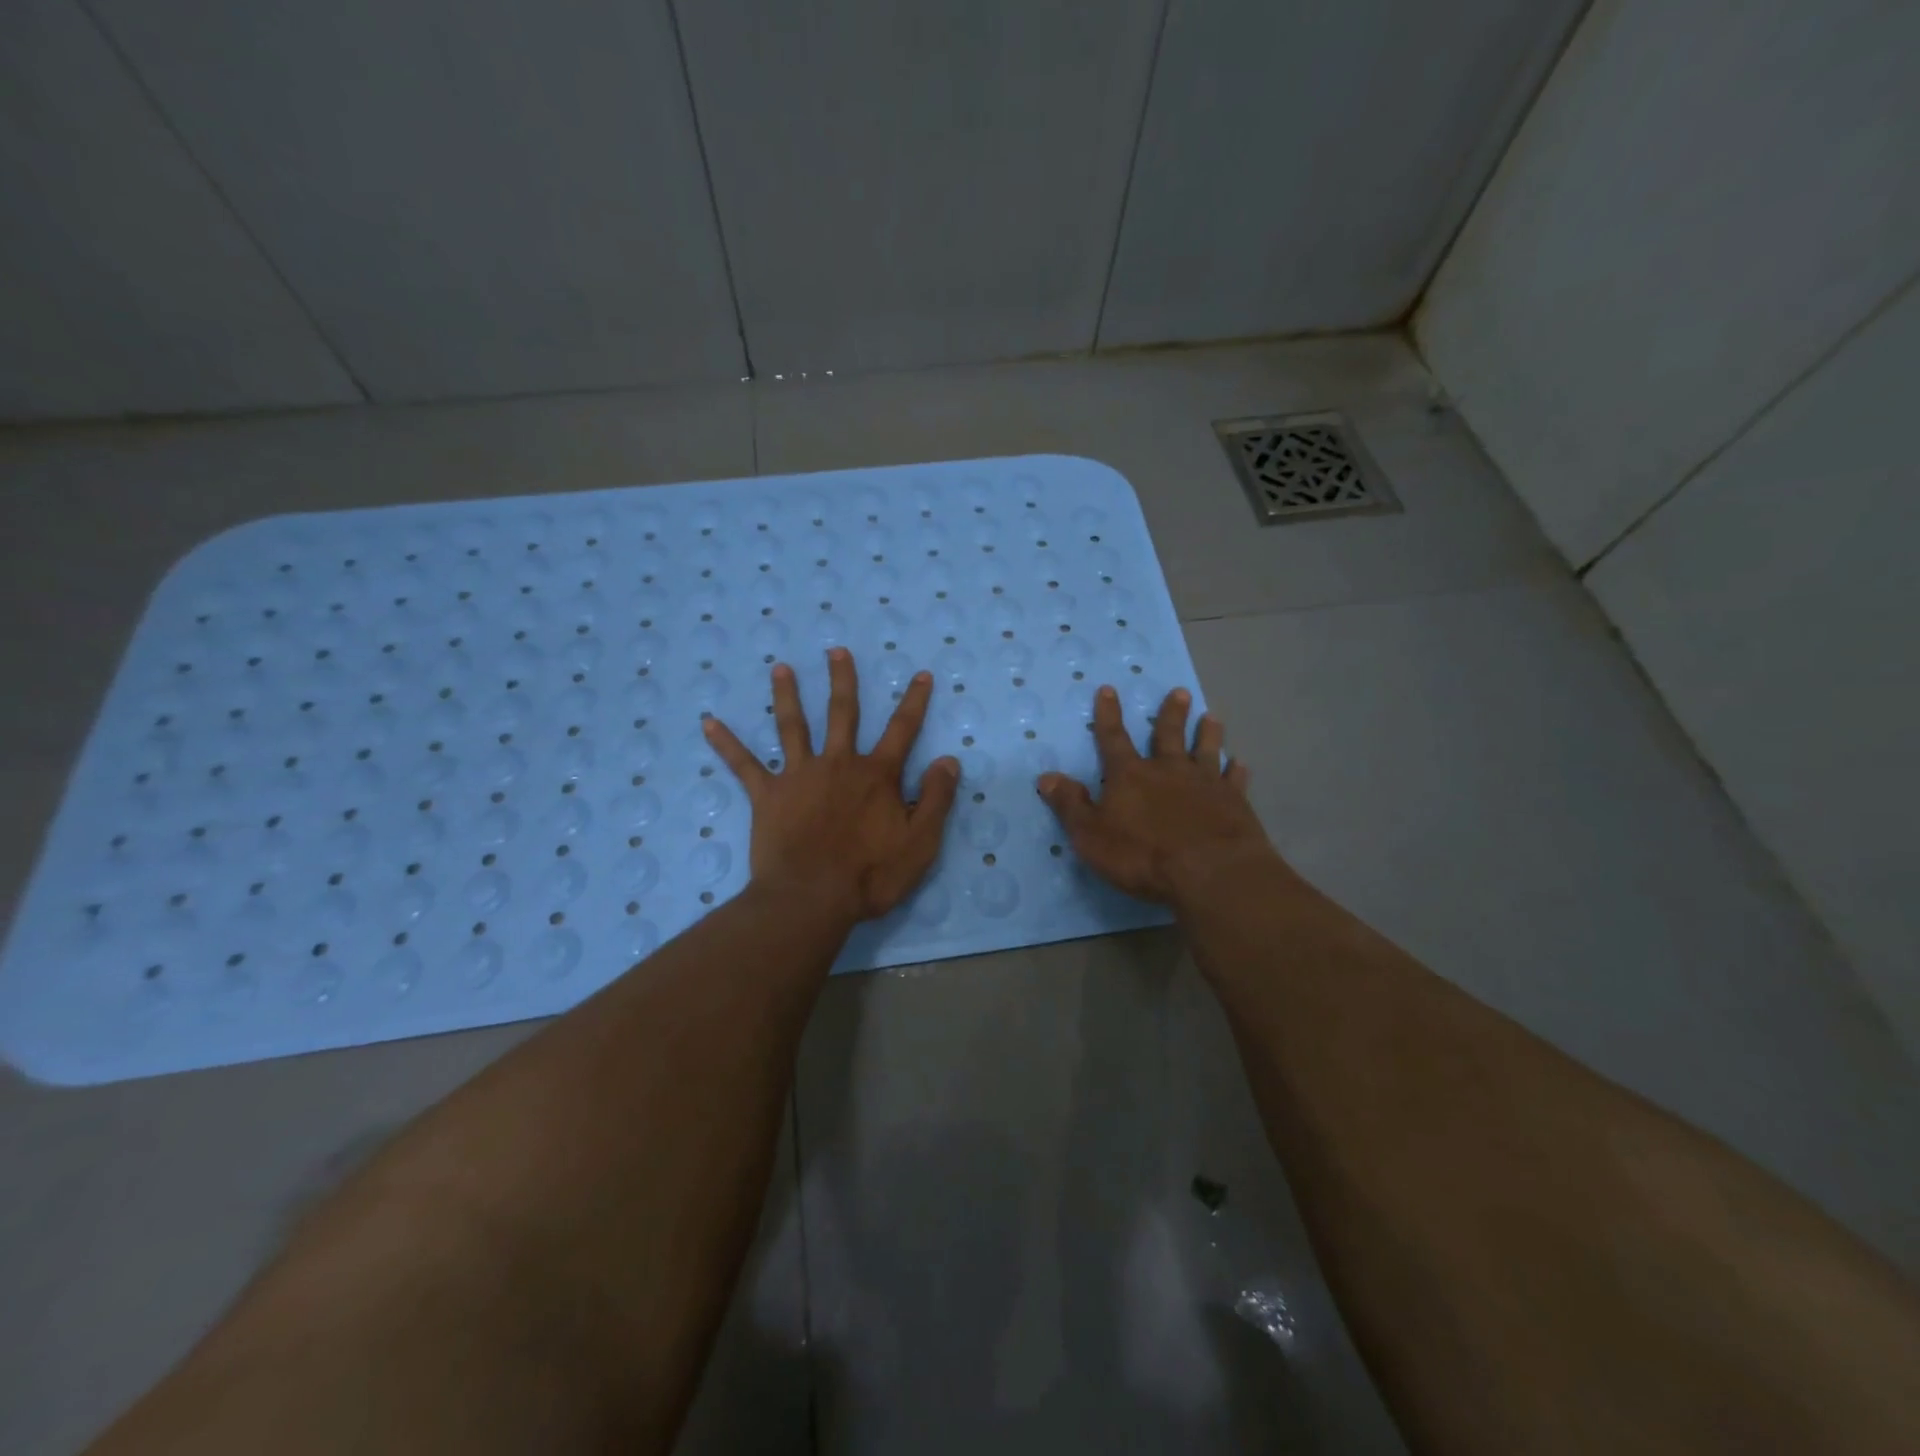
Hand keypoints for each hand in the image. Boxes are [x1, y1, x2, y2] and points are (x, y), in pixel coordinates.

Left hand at [704, 648, 959, 922]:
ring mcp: (799, 776)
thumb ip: (936, 798)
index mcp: (877, 775)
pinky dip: (726, 743)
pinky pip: (744, 765)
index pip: (903, 729)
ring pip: (793, 727)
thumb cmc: (871, 874)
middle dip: (842, 680)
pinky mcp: (767, 795)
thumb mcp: (921, 841)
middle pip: (843, 713)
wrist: (812, 898)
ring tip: (780, 669)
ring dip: (787, 695)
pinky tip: (708, 723)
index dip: (915, 701)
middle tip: (836, 650)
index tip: (921, 674)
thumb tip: (949, 759)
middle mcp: (838, 764)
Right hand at [1037, 685, 1276, 903]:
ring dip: (1207, 733)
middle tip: (1180, 692)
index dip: (1108, 715)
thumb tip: (1046, 776)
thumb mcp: (1091, 835)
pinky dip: (1236, 771)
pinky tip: (1240, 764)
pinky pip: (1234, 781)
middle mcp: (1168, 770)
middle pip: (1168, 735)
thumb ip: (1070, 805)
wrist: (1210, 872)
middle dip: (1171, 714)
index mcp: (1130, 776)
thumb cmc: (1142, 855)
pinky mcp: (1233, 802)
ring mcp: (1205, 783)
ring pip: (1206, 750)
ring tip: (1212, 716)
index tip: (1108, 689)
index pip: (1113, 738)